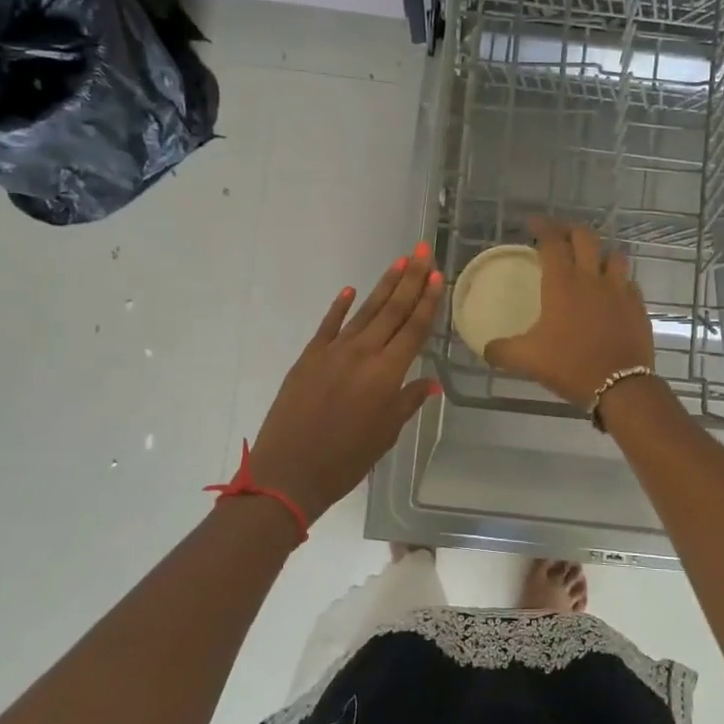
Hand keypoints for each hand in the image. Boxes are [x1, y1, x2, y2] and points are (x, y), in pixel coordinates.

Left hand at [247, 245, 443, 519]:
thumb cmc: (345, 461)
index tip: (436, 275)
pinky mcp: (308, 357)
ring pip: (364, 312)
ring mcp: (333, 352)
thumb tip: (430, 383)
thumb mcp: (385, 435)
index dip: (426, 301)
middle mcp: (363, 354)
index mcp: (386, 374)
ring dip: (383, 286)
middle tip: (421, 251)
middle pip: (392, 310)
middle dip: (409, 279)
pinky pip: (328, 326)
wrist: (287, 472)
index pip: (413, 329)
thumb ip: (406, 402)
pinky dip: (340, 306)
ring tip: (398, 262)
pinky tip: (350, 290)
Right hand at [483, 217, 653, 408]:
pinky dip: (617, 280)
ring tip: (589, 260)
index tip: (532, 224)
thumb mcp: (527, 360)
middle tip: (558, 234)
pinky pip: (628, 282)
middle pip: (585, 237)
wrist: (621, 386)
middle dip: (570, 229)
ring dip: (599, 252)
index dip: (542, 227)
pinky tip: (610, 292)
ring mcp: (620, 290)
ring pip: (613, 255)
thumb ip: (501, 351)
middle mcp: (592, 278)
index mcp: (563, 283)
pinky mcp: (638, 306)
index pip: (552, 242)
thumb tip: (486, 348)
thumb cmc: (570, 365)